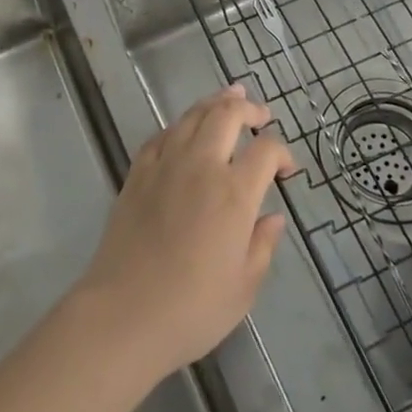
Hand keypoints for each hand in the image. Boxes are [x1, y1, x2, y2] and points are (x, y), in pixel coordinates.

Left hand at [73, 85, 293, 381]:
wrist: (124, 314)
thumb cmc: (192, 308)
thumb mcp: (244, 286)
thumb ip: (263, 245)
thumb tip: (273, 218)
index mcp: (234, 193)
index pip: (266, 150)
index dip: (283, 151)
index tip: (287, 168)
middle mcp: (201, 166)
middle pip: (227, 115)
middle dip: (249, 109)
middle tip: (261, 114)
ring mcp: (165, 165)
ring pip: (192, 116)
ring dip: (214, 103)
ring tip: (229, 97)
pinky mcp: (137, 173)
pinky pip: (162, 135)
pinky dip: (180, 126)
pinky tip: (184, 130)